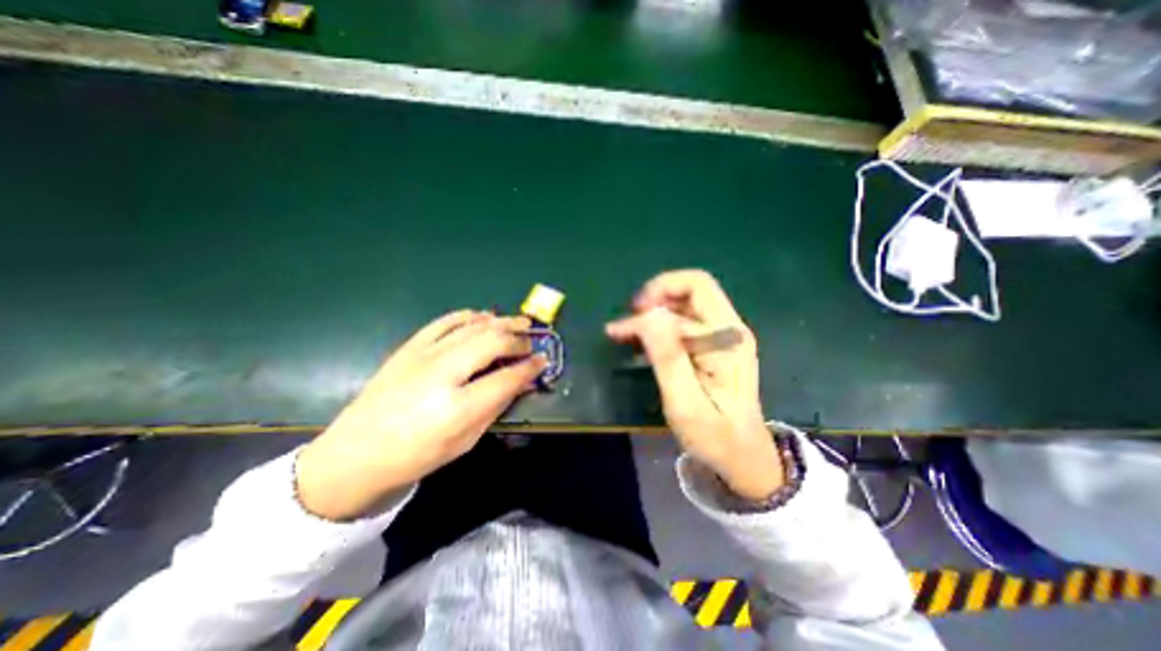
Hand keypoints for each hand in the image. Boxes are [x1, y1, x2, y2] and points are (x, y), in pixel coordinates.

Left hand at [290, 314, 545, 520]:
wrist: (355, 454)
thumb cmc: (416, 456)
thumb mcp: (465, 440)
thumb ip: (496, 405)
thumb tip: (522, 381)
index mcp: (457, 408)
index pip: (506, 378)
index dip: (530, 367)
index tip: (543, 361)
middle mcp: (441, 374)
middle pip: (492, 342)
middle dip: (519, 339)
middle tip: (532, 342)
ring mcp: (423, 355)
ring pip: (473, 326)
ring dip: (501, 322)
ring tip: (520, 322)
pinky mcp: (410, 347)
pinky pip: (446, 321)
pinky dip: (470, 316)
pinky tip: (485, 317)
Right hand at [604, 273, 783, 501]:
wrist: (742, 459)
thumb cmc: (715, 438)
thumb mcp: (685, 404)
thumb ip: (668, 357)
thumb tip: (649, 314)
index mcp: (728, 338)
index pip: (694, 291)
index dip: (660, 293)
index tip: (632, 316)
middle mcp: (729, 329)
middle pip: (692, 290)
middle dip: (655, 297)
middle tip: (626, 323)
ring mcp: (722, 337)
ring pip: (685, 305)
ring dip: (653, 313)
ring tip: (623, 333)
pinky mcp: (713, 347)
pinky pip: (683, 323)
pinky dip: (658, 327)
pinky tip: (638, 342)